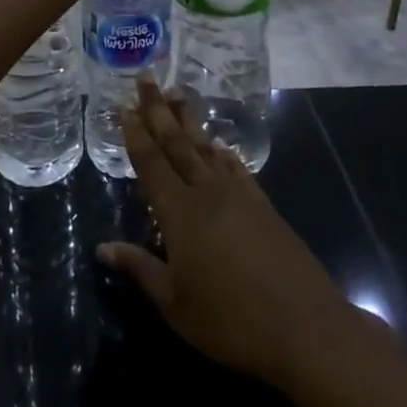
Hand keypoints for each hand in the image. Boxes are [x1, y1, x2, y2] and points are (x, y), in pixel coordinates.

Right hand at [98, 82, 355, 388]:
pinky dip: (223, 153)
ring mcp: (239, 194)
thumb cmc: (231, 321)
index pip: (151, 163)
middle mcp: (207, 192)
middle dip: (159, 109)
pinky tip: (219, 146)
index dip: (136, 134)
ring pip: (206, 148)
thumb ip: (140, 269)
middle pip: (177, 142)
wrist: (304, 326)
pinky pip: (236, 168)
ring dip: (189, 121)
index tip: (125, 107)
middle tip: (147, 79)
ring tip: (178, 95)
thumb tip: (102, 246)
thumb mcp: (175, 304)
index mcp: (179, 212)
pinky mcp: (263, 205)